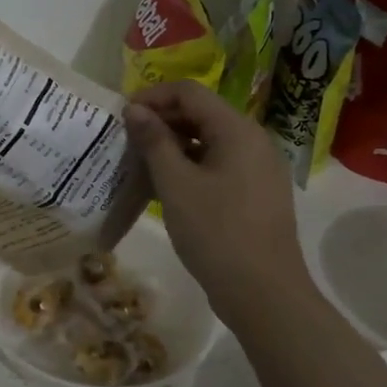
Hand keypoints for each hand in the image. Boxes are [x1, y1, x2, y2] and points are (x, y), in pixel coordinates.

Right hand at [123, 80, 307, 302]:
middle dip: (161, 121)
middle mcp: (253, 141)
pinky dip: (190, 165)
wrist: (264, 294)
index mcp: (237, 130)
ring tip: (140, 163)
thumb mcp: (175, 184)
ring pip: (208, 140)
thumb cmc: (216, 232)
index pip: (189, 92)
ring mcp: (258, 168)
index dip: (153, 97)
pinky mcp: (255, 192)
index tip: (122, 116)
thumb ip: (154, 141)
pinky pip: (218, 164)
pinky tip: (165, 186)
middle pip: (201, 113)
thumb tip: (134, 109)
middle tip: (126, 141)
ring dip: (173, 145)